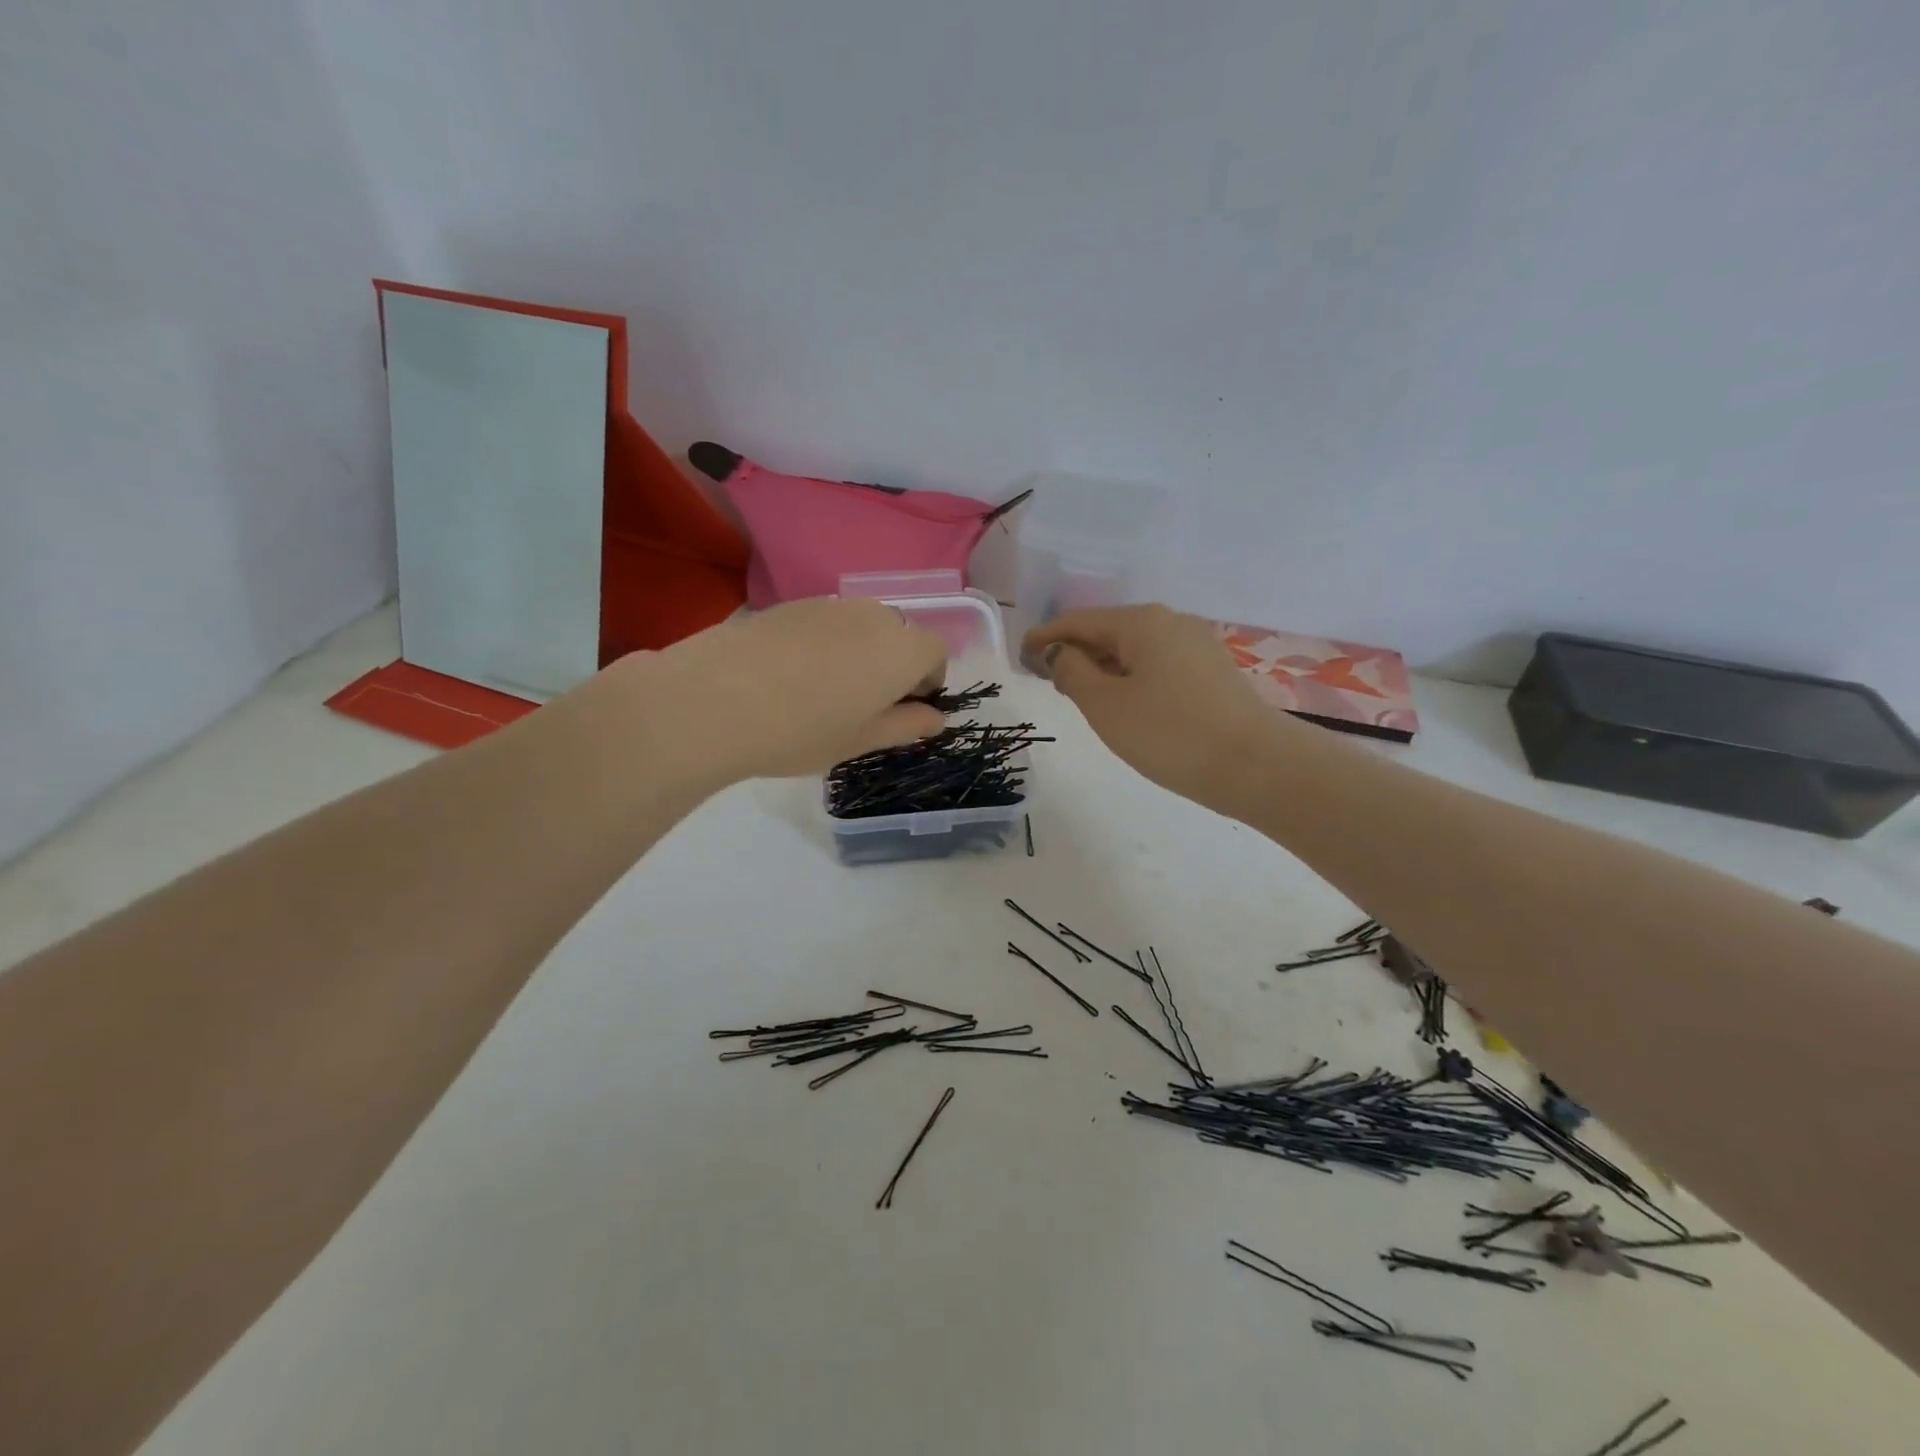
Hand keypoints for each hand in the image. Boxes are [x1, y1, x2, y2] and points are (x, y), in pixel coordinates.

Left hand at [637, 599, 947, 782]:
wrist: (715, 699)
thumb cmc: (802, 730)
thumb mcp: (862, 740)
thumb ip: (907, 726)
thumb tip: (934, 718)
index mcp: (902, 649)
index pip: (935, 653)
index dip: (927, 682)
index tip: (904, 710)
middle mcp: (873, 615)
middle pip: (900, 635)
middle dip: (895, 665)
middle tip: (864, 705)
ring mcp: (829, 605)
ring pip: (861, 627)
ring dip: (860, 653)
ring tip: (825, 691)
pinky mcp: (789, 605)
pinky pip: (826, 623)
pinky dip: (825, 644)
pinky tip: (791, 676)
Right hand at [1023, 605, 1281, 814]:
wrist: (1257, 766)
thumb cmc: (1170, 734)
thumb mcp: (1106, 705)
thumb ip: (1072, 672)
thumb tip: (1060, 653)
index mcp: (1140, 622)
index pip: (1077, 621)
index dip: (1044, 637)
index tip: (1019, 655)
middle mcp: (1170, 622)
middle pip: (1107, 631)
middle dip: (1074, 651)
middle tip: (1046, 677)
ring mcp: (1196, 645)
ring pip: (1134, 649)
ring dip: (1102, 666)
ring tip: (1079, 692)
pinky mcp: (1212, 671)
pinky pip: (1157, 664)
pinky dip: (1130, 677)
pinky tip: (1124, 701)